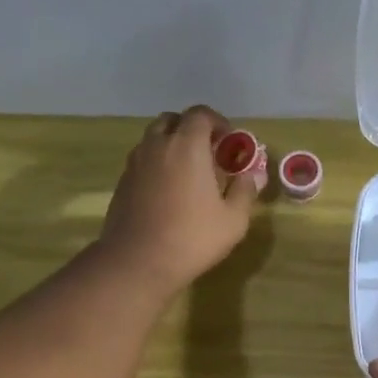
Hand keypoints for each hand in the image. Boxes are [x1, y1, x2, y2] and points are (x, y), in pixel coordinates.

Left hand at [97, 105, 258, 298]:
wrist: (137, 262)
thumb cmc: (192, 238)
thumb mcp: (233, 219)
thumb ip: (245, 190)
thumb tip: (254, 174)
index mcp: (187, 145)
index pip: (201, 114)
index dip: (218, 123)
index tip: (229, 142)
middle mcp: (157, 145)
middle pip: (172, 121)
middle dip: (191, 130)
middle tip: (208, 154)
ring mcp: (135, 163)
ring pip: (153, 139)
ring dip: (171, 146)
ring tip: (187, 173)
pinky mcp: (122, 182)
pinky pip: (142, 161)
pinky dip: (156, 165)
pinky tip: (167, 192)